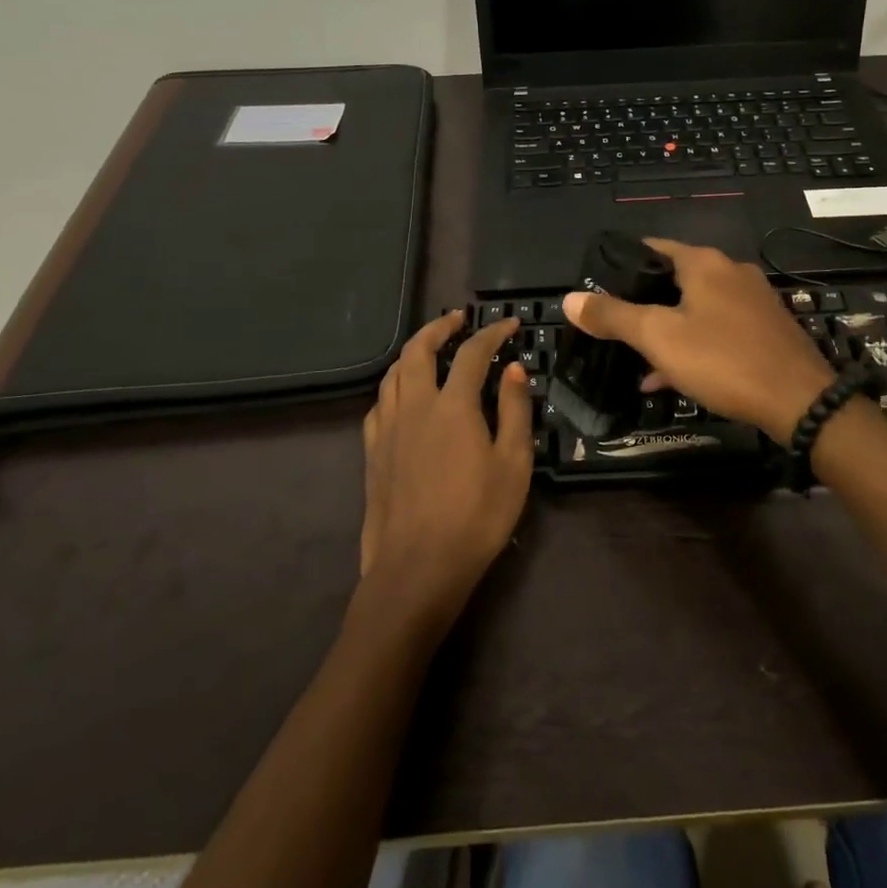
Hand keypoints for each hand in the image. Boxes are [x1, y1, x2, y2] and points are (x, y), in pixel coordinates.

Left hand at [360, 313, 532, 620]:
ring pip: (392, 373)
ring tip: (430, 348)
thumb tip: (514, 370)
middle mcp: (414, 406)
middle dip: (438, 327)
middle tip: (457, 319)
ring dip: (412, 351)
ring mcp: (387, 429)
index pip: (473, 353)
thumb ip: (514, 410)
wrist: (417, 568)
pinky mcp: (372, 452)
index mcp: (452, 405)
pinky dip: (394, 385)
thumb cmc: (476, 517)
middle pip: (418, 350)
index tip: (509, 323)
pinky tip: (402, 395)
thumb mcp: (513, 464)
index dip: (492, 333)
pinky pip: (379, 403)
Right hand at [563, 239, 835, 444]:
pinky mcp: (766, 329)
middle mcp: (731, 272)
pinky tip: (670, 377)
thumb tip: (569, 299)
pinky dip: (693, 345)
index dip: (622, 264)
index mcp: (704, 263)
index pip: (653, 247)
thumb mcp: (659, 337)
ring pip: (696, 308)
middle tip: (614, 327)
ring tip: (637, 359)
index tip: (598, 288)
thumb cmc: (723, 359)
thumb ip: (613, 316)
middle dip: (643, 303)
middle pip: (674, 279)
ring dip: (666, 330)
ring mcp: (753, 300)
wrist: (800, 401)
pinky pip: (718, 329)